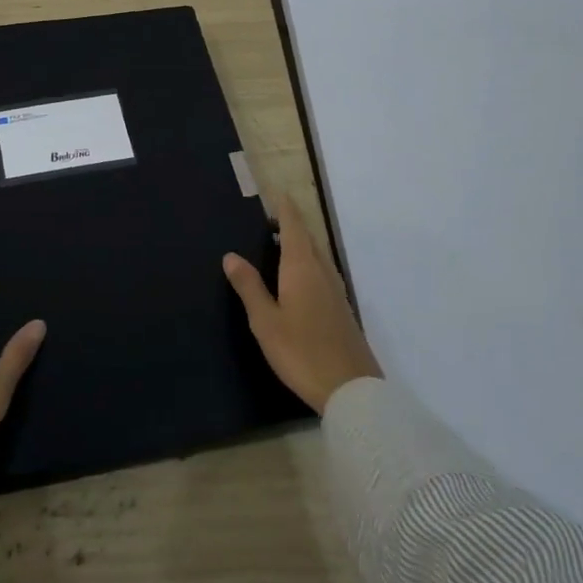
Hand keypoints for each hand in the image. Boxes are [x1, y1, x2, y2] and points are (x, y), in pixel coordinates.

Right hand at [223, 195, 380, 412]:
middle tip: (273, 218)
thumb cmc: (301, 351)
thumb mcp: (265, 321)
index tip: (278, 193)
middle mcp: (322, 273)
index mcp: (302, 268)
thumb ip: (249, 286)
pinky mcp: (342, 311)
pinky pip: (323, 274)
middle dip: (293, 225)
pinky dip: (309, 265)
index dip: (286, 210)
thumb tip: (231, 255)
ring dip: (303, 245)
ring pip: (318, 257)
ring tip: (283, 244)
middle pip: (309, 240)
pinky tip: (302, 280)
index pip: (294, 228)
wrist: (351, 389)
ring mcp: (336, 293)